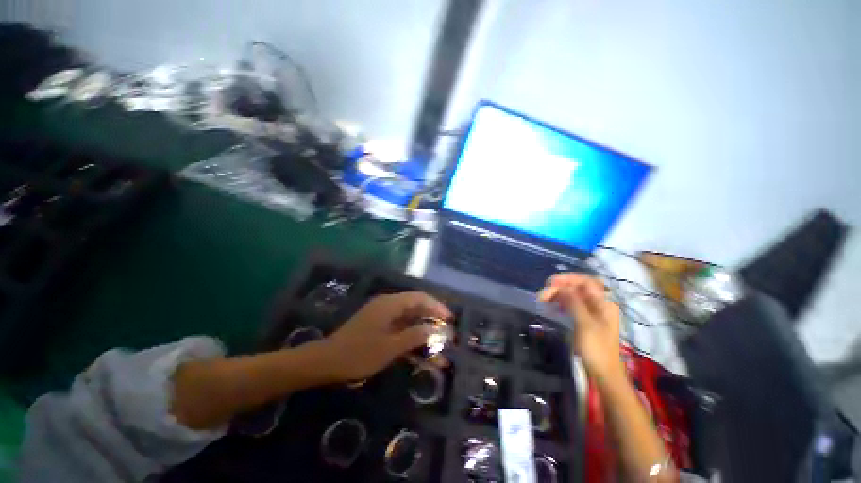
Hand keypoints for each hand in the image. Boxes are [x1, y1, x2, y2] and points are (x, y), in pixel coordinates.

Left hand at [322, 291, 451, 381]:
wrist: (326, 362)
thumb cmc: (359, 354)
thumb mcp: (390, 347)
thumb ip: (415, 336)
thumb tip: (437, 329)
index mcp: (390, 304)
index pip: (420, 298)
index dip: (437, 306)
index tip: (450, 319)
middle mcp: (388, 304)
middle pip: (415, 305)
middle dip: (432, 317)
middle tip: (446, 330)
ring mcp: (382, 314)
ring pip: (408, 317)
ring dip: (423, 327)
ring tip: (437, 340)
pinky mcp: (378, 324)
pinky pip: (399, 325)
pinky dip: (410, 334)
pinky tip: (419, 348)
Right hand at [538, 274, 624, 380]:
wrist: (604, 373)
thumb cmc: (596, 348)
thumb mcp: (584, 324)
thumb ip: (574, 302)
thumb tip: (561, 287)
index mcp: (604, 303)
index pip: (586, 281)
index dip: (568, 279)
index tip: (550, 282)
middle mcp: (599, 304)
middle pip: (578, 288)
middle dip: (559, 288)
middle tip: (541, 295)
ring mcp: (593, 312)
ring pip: (573, 297)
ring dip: (558, 296)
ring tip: (542, 300)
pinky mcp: (586, 320)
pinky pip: (572, 306)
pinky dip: (561, 304)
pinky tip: (552, 308)